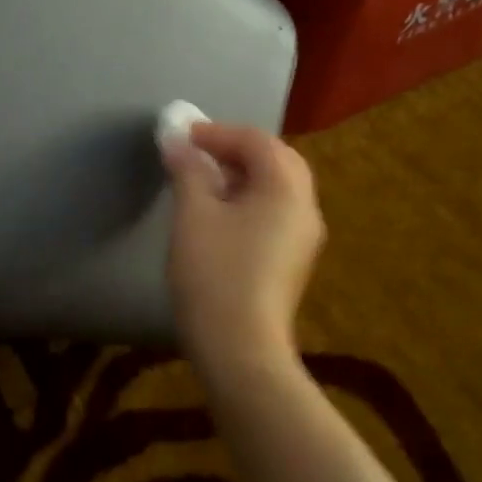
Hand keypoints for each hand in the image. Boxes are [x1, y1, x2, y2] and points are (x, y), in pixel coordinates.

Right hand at [163, 122, 324, 363]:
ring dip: (241, 174)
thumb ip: (187, 169)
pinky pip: (274, 212)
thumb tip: (176, 140)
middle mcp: (305, 206)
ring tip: (202, 179)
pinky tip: (218, 213)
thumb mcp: (193, 213)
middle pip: (275, 160)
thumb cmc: (215, 273)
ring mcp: (303, 237)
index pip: (256, 141)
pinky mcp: (292, 260)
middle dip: (235, 149)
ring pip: (276, 187)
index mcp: (286, 188)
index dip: (216, 132)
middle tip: (196, 152)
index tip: (180, 136)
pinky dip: (248, 198)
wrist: (240, 348)